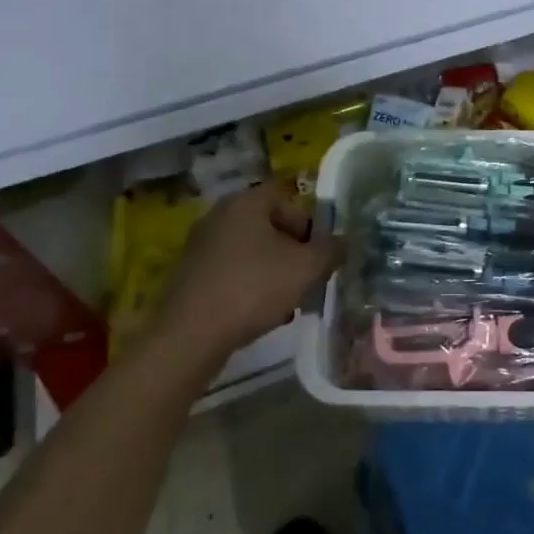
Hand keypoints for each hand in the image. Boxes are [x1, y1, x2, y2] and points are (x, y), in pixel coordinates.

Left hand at [153, 184, 339, 363]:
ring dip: (272, 270)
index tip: (317, 252)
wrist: (190, 336)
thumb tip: (343, 242)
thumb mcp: (306, 268)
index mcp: (245, 202)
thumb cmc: (253, 288)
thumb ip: (330, 250)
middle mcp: (219, 215)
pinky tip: (258, 312)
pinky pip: (230, 271)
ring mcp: (200, 245)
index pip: (286, 198)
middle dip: (292, 250)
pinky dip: (248, 285)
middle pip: (268, 225)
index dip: (308, 222)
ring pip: (250, 250)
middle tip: (306, 276)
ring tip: (286, 301)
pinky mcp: (190, 275)